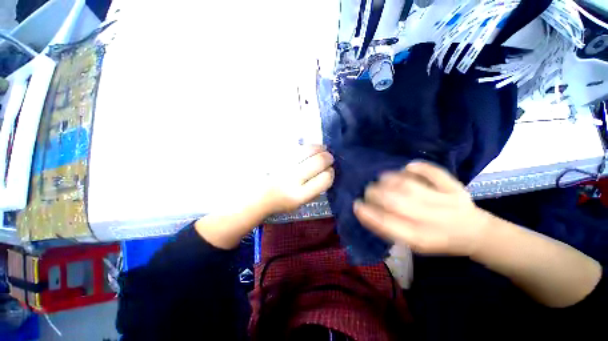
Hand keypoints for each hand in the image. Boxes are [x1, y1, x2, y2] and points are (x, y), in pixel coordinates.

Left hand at [196, 145, 333, 248]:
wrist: (253, 196)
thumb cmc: (279, 202)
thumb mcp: (299, 203)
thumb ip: (313, 189)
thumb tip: (327, 172)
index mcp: (299, 196)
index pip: (325, 179)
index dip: (331, 173)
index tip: (330, 171)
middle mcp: (292, 180)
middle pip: (319, 163)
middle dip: (328, 158)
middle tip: (329, 158)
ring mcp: (283, 166)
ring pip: (309, 151)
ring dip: (320, 149)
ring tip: (323, 149)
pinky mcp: (275, 157)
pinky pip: (296, 148)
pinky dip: (308, 146)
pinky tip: (311, 148)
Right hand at [353, 162, 490, 255]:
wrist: (473, 233)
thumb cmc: (436, 240)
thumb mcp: (412, 244)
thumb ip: (390, 228)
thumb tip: (367, 209)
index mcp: (420, 239)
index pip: (387, 225)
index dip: (368, 214)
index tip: (356, 205)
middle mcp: (432, 221)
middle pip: (396, 202)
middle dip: (375, 194)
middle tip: (368, 190)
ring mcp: (445, 202)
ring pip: (410, 186)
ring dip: (390, 179)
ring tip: (380, 179)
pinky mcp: (455, 188)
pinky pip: (434, 173)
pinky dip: (419, 167)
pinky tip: (408, 167)